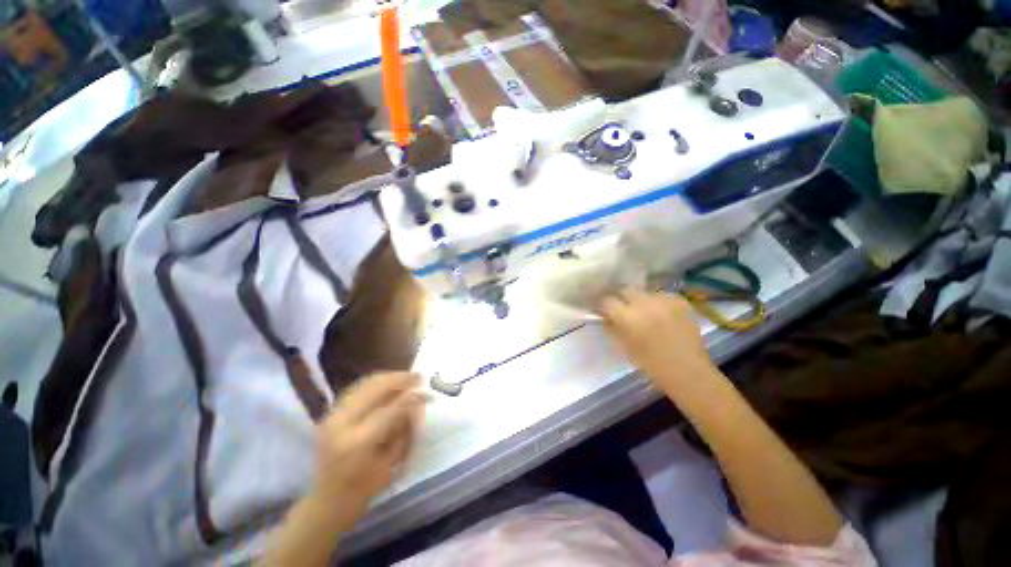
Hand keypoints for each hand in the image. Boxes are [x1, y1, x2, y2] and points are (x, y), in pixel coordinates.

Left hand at [314, 372, 425, 507]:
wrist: (328, 501)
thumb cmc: (365, 489)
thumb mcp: (392, 462)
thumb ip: (405, 429)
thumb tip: (418, 401)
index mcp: (359, 443)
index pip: (392, 409)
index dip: (413, 398)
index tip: (429, 394)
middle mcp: (342, 423)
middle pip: (375, 388)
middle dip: (400, 379)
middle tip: (419, 377)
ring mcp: (332, 416)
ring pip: (365, 383)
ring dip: (389, 377)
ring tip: (406, 378)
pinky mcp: (330, 414)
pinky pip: (357, 388)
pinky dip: (375, 382)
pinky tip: (388, 384)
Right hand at [599, 289, 712, 389]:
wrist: (688, 372)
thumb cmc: (651, 365)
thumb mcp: (624, 347)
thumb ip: (612, 328)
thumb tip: (605, 318)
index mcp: (628, 317)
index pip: (607, 301)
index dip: (604, 306)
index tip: (604, 311)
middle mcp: (645, 304)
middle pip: (626, 289)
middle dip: (621, 298)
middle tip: (622, 308)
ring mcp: (665, 301)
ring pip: (645, 292)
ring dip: (641, 300)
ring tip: (645, 312)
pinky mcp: (680, 302)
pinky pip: (663, 296)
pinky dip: (659, 302)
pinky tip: (661, 314)